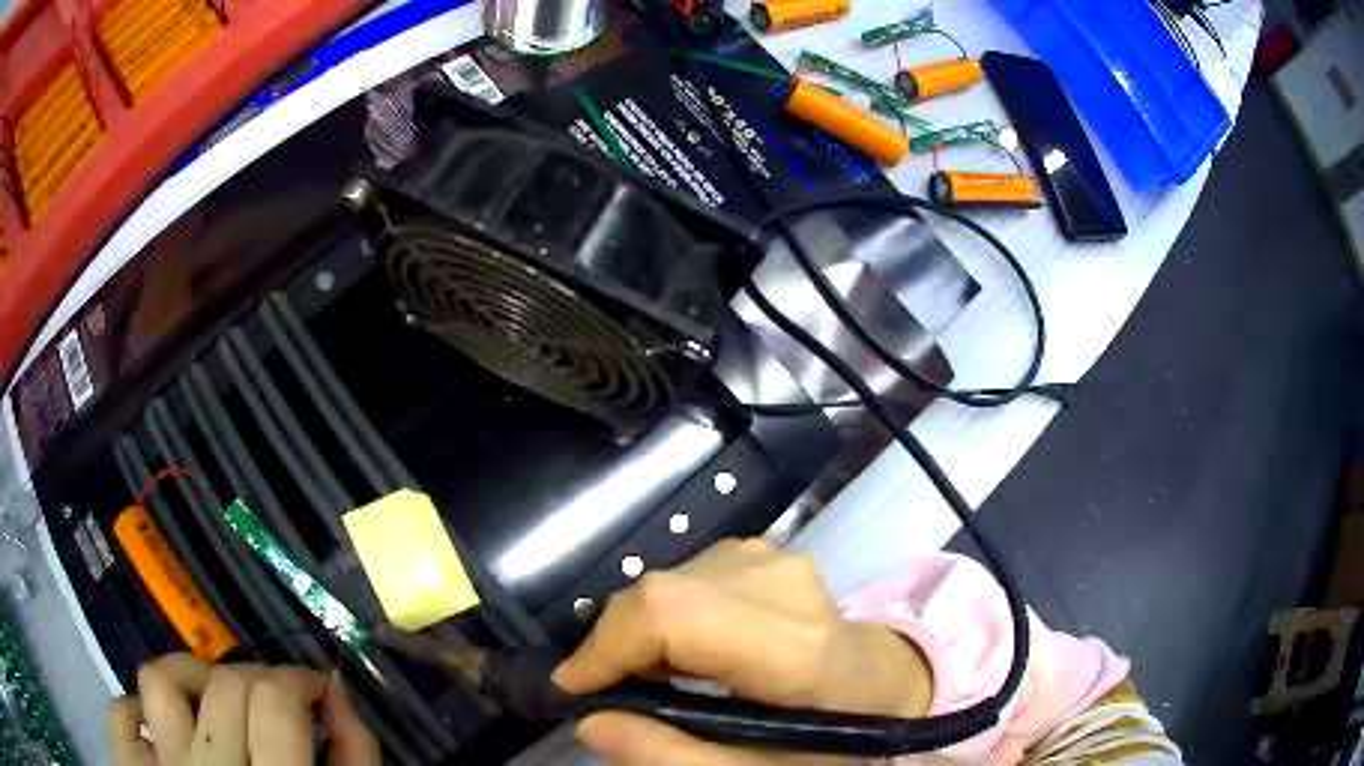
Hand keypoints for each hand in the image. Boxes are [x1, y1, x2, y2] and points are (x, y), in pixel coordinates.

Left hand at [108, 654, 378, 765]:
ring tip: (214, 701)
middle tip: (276, 706)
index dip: (302, 681)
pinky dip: (140, 709)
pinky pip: (121, 712)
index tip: (317, 694)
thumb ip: (353, 759)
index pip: (275, 701)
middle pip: (225, 686)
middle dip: (259, 682)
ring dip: (191, 677)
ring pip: (160, 681)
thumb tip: (336, 695)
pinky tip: (165, 730)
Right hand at [554, 539, 932, 764]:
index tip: (572, 689)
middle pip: (661, 592)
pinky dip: (664, 616)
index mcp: (791, 646)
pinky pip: (684, 576)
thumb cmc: (828, 739)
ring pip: (666, 582)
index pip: (672, 615)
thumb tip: (590, 721)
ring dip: (640, 632)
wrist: (880, 684)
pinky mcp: (763, 551)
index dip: (607, 646)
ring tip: (653, 679)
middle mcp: (781, 583)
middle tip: (614, 694)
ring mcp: (774, 558)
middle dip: (616, 644)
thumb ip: (670, 756)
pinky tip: (683, 651)